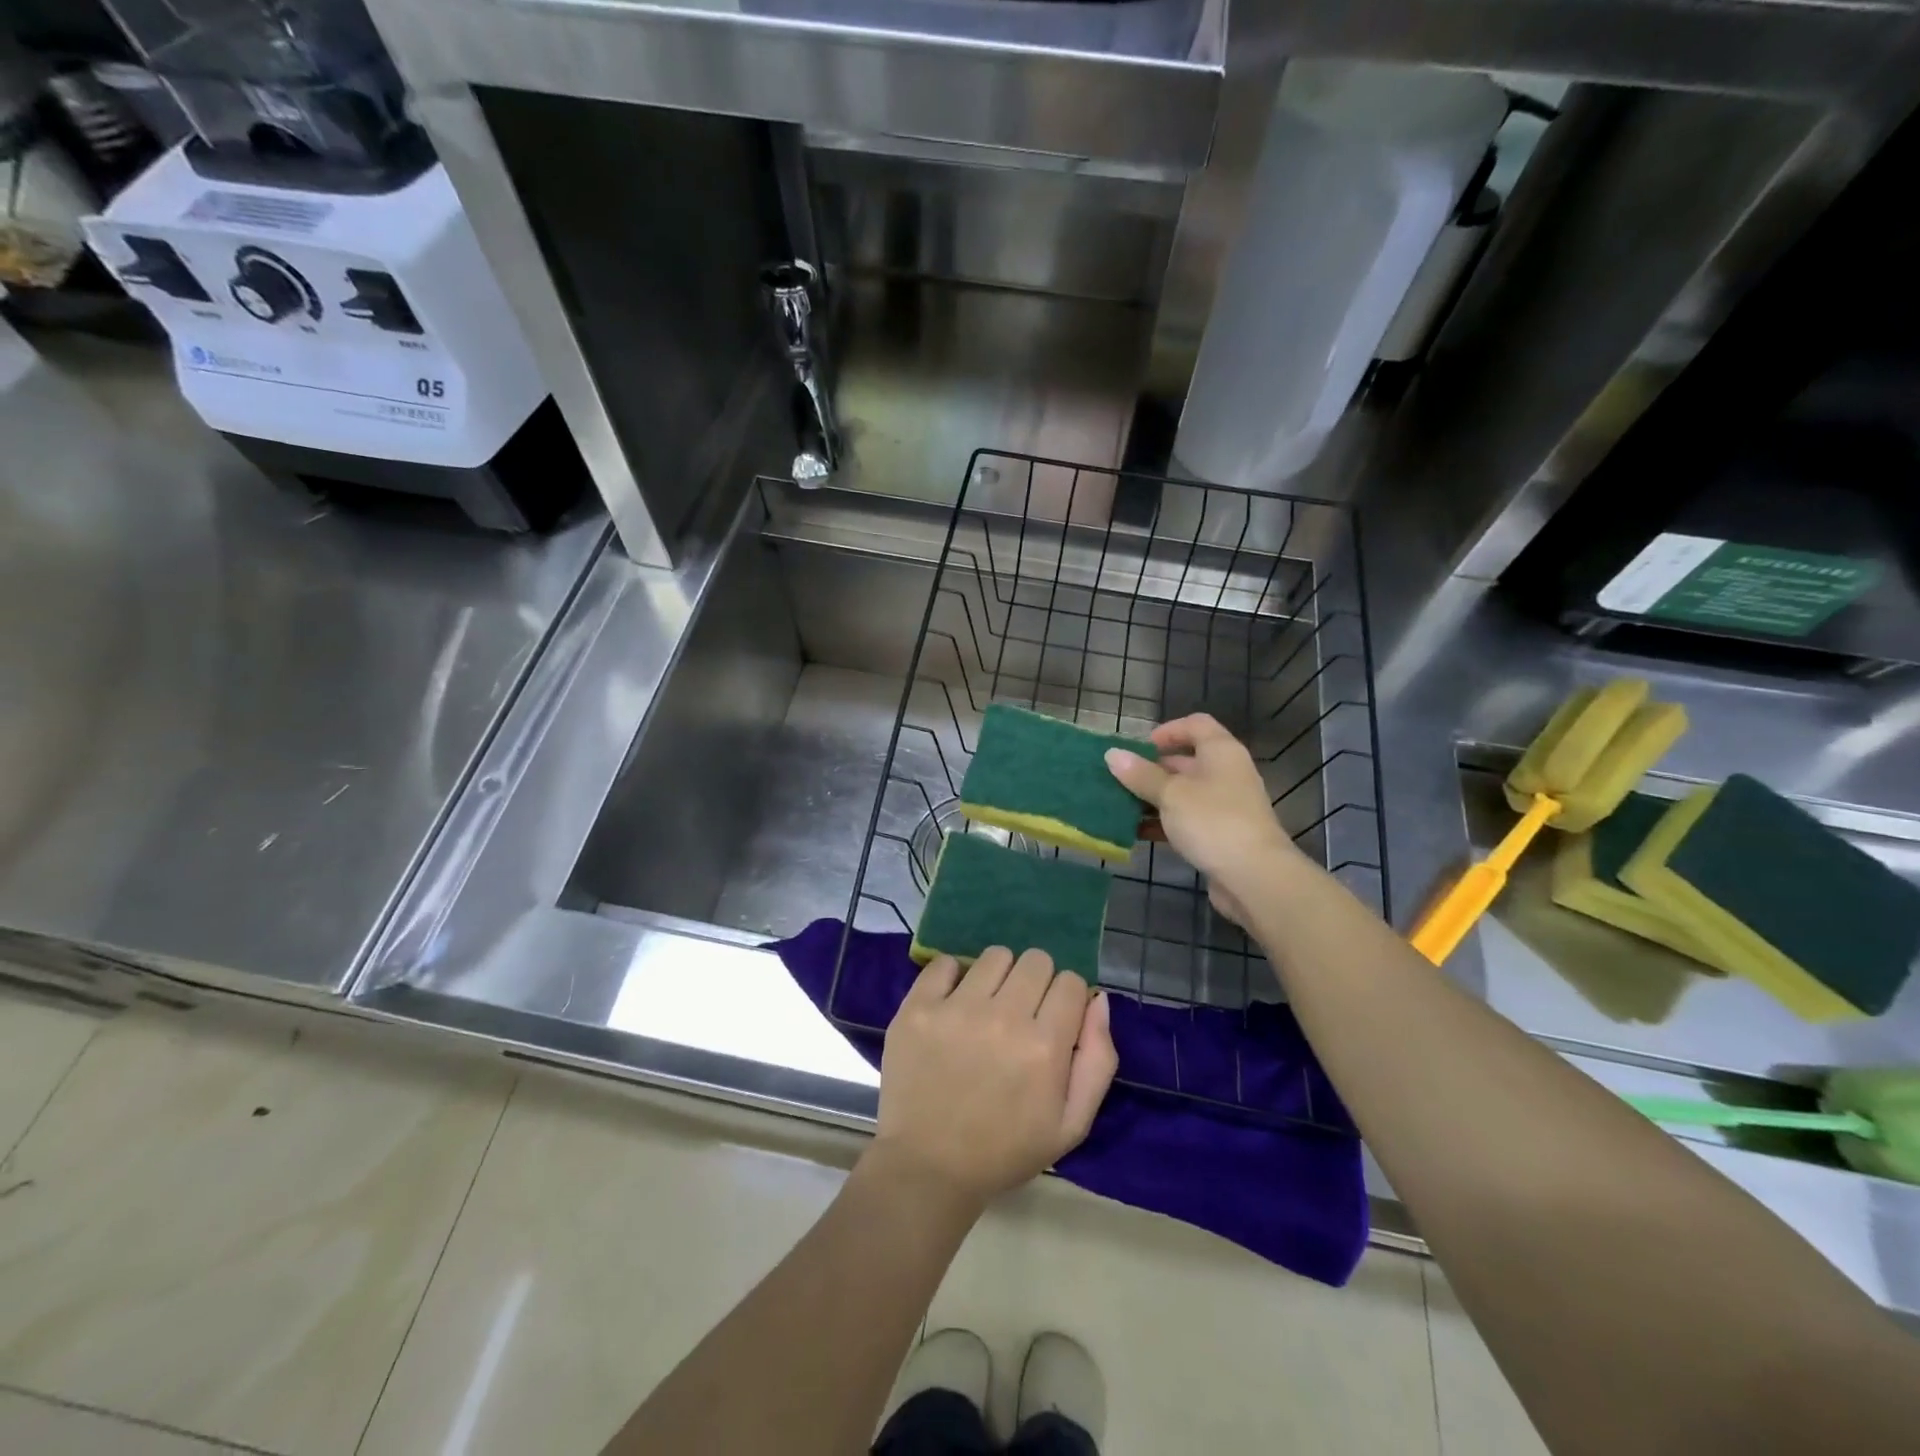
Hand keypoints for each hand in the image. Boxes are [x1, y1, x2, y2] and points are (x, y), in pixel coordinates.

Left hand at [873, 947, 1117, 1210]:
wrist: (929, 1167)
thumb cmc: (1006, 1149)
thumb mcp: (1072, 1124)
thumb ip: (1099, 1060)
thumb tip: (1098, 1000)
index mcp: (1045, 1047)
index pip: (1071, 982)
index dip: (1067, 999)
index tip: (1053, 1020)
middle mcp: (1003, 1017)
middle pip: (1036, 960)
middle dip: (1037, 982)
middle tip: (1021, 1014)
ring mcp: (956, 1009)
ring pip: (995, 955)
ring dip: (998, 976)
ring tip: (987, 1007)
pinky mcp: (918, 1007)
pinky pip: (944, 962)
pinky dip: (953, 977)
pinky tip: (953, 1005)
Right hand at [1105, 713, 1303, 924]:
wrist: (1255, 877)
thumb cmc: (1212, 822)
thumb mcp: (1171, 794)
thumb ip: (1141, 775)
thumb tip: (1112, 754)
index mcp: (1221, 752)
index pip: (1196, 725)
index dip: (1167, 731)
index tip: (1139, 748)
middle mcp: (1227, 774)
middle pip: (1187, 761)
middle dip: (1152, 769)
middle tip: (1120, 779)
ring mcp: (1226, 806)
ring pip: (1184, 794)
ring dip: (1154, 798)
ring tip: (1121, 806)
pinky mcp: (1221, 835)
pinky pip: (1187, 820)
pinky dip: (1164, 823)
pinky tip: (1137, 832)